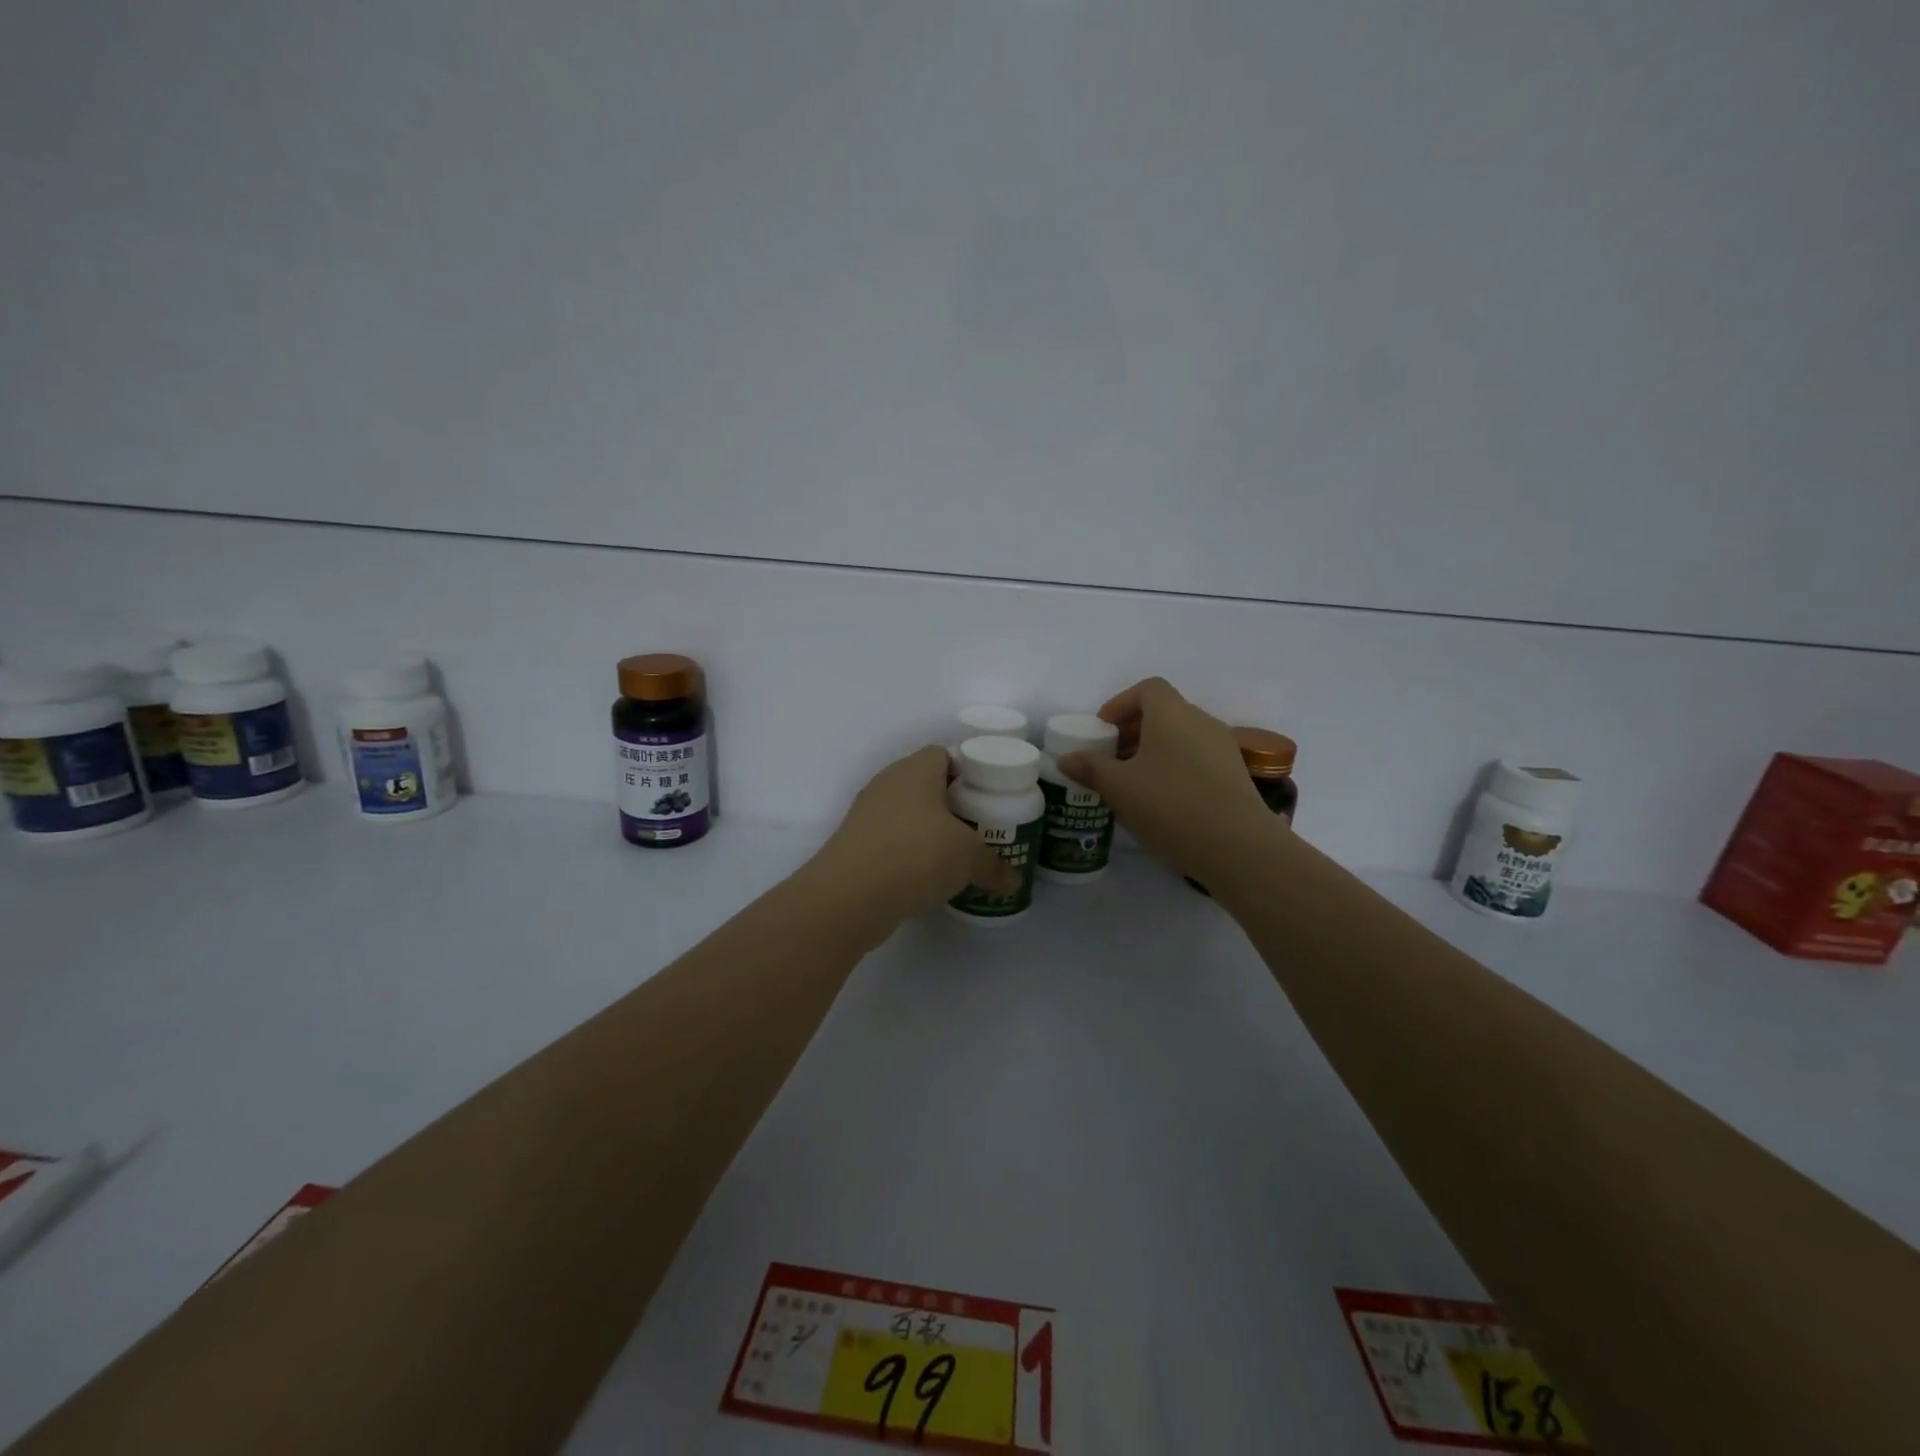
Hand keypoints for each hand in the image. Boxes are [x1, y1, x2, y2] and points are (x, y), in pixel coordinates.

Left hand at [807, 746, 1018, 927]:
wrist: (849, 897)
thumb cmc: (916, 855)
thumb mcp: (968, 857)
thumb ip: (993, 865)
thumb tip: (1014, 881)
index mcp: (914, 770)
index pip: (943, 754)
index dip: (967, 771)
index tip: (987, 796)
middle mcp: (887, 784)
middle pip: (925, 785)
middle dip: (951, 805)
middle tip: (978, 827)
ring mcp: (866, 815)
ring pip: (906, 815)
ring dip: (929, 832)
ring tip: (956, 856)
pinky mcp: (855, 847)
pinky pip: (891, 842)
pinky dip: (909, 855)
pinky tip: (927, 877)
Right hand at [1056, 677, 1281, 884]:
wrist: (1238, 847)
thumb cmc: (1170, 805)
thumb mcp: (1119, 787)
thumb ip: (1091, 767)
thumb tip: (1067, 758)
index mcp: (1172, 714)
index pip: (1148, 689)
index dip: (1121, 704)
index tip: (1104, 730)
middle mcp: (1201, 722)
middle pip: (1164, 712)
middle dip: (1134, 730)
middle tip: (1111, 759)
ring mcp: (1223, 748)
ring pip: (1181, 737)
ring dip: (1154, 751)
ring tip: (1133, 783)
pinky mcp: (1235, 776)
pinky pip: (1197, 759)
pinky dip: (1175, 768)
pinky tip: (1163, 802)